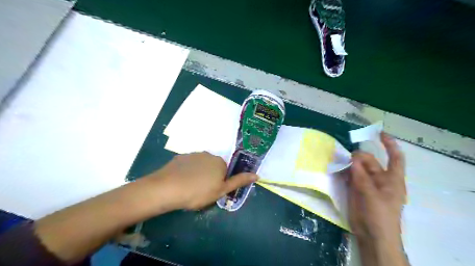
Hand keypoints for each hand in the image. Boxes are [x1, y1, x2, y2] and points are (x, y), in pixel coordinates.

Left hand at [148, 152, 259, 209]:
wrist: (167, 188)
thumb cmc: (198, 192)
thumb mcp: (221, 190)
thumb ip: (238, 181)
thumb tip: (256, 175)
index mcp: (219, 162)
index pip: (224, 171)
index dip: (219, 182)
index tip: (211, 192)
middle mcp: (208, 154)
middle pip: (213, 167)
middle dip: (209, 177)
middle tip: (201, 191)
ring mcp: (193, 154)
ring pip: (200, 165)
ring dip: (198, 174)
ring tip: (189, 187)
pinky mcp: (180, 157)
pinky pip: (188, 165)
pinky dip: (187, 172)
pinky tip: (180, 181)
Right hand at [348, 132, 405, 264]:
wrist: (372, 235)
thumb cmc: (380, 216)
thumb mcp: (373, 195)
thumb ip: (362, 177)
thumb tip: (352, 159)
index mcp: (391, 179)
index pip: (395, 157)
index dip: (389, 144)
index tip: (379, 133)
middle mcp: (379, 179)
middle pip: (369, 161)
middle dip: (358, 157)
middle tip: (346, 158)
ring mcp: (366, 183)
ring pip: (357, 167)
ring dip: (348, 163)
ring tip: (337, 159)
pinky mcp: (354, 189)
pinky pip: (348, 175)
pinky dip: (342, 171)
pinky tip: (335, 169)